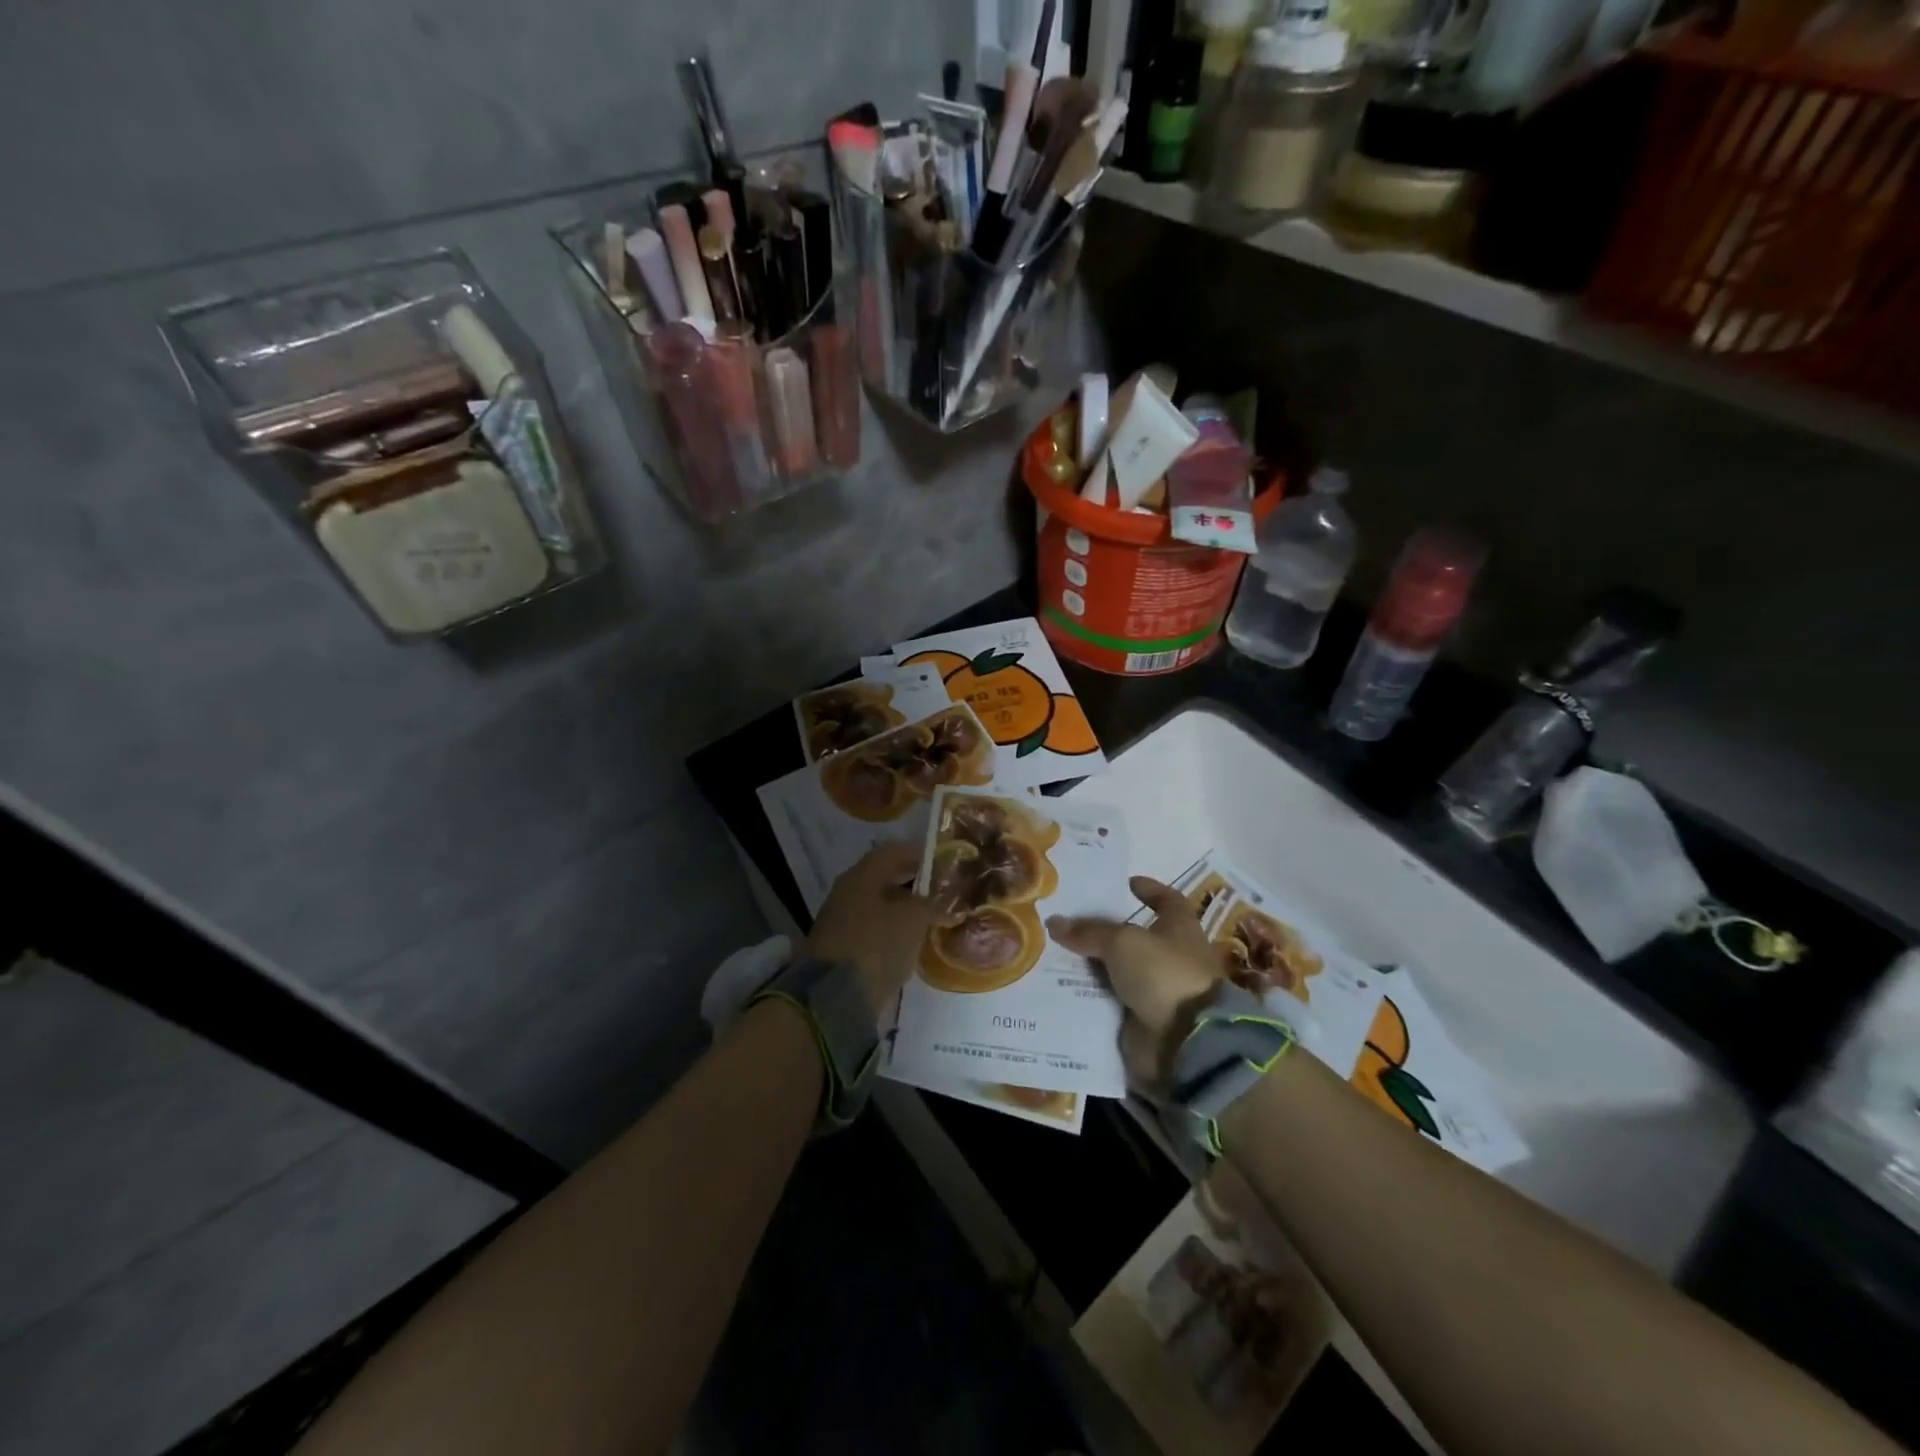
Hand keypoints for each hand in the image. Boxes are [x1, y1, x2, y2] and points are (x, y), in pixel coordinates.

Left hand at [806, 844, 942, 1022]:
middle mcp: (849, 892)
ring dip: (906, 910)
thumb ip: (933, 904)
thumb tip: (949, 902)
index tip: (948, 862)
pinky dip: (895, 932)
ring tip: (935, 918)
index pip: (895, 852)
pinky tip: (915, 942)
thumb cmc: (876, 944)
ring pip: (882, 906)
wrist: (835, 998)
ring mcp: (843, 921)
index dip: (922, 854)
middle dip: (916, 884)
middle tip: (946, 892)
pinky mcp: (844, 949)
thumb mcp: (913, 919)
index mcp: (862, 875)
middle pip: (887, 878)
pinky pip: (876, 931)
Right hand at [1048, 877, 1224, 1084]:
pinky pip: (1111, 998)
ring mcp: (1158, 987)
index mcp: (1179, 927)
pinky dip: (1091, 993)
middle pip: (1136, 935)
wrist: (1185, 1041)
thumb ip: (1088, 931)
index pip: (1166, 899)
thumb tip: (1054, 921)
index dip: (1149, 889)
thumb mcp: (1122, 942)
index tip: (1126, 883)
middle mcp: (1172, 954)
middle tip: (1071, 917)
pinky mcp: (1143, 1016)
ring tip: (1056, 950)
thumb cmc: (1163, 974)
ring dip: (1094, 962)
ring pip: (1119, 968)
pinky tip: (1062, 984)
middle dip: (1106, 928)